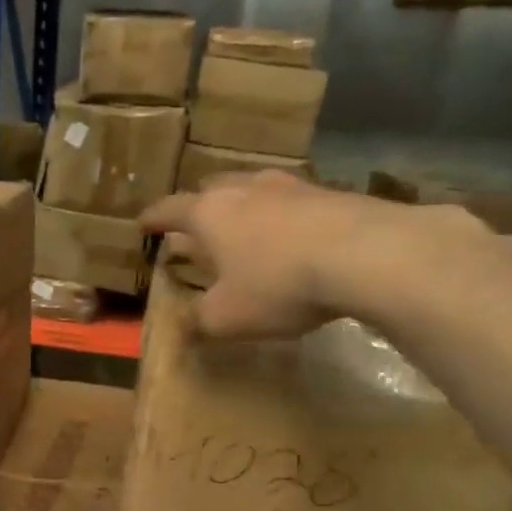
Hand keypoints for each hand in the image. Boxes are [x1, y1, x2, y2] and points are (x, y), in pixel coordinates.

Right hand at [140, 170, 492, 338]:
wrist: (369, 255)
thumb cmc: (278, 284)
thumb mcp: (227, 318)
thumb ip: (200, 321)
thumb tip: (189, 324)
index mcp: (209, 213)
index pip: (168, 210)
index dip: (153, 220)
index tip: (142, 225)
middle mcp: (245, 189)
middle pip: (211, 189)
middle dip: (199, 207)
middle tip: (197, 228)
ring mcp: (290, 186)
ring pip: (254, 190)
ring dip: (244, 209)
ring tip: (246, 231)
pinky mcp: (331, 193)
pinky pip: (293, 202)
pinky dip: (283, 218)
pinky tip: (293, 240)